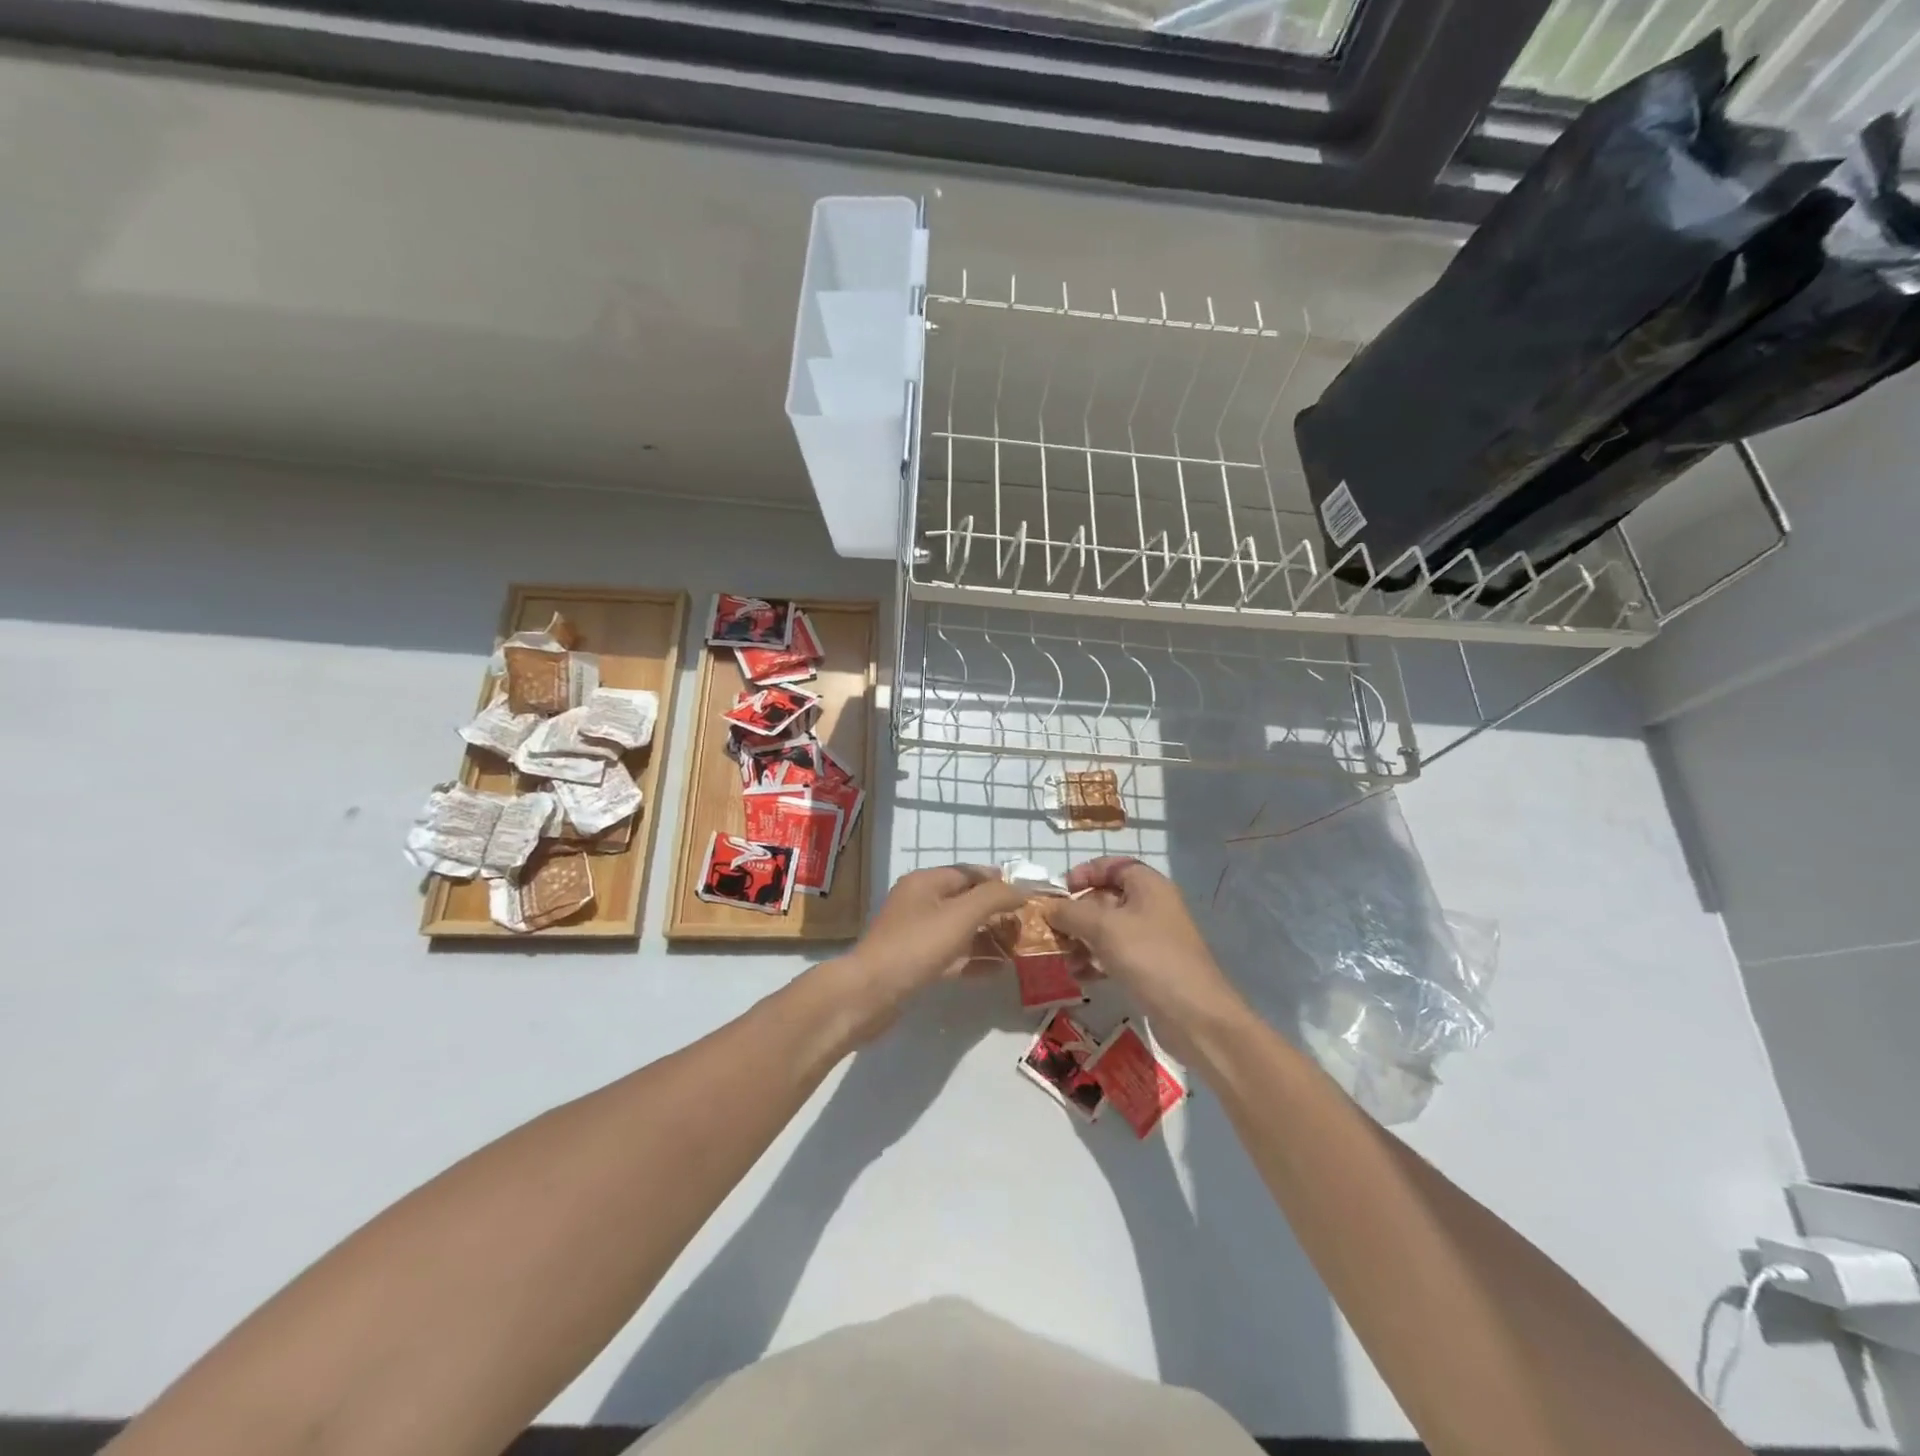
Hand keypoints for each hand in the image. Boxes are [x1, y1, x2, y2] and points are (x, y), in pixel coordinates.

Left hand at [826, 865, 1027, 1044]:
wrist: (870, 993)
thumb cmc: (916, 946)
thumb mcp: (960, 915)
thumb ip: (993, 898)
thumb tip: (1022, 889)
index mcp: (925, 882)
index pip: (970, 873)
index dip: (999, 881)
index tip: (1029, 896)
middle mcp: (920, 902)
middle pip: (966, 901)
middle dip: (997, 912)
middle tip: (1027, 926)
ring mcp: (916, 934)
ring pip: (961, 930)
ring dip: (989, 937)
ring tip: (1020, 948)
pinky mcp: (916, 963)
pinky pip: (953, 955)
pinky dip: (974, 959)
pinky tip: (998, 970)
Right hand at [1041, 858, 1246, 1057]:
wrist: (1195, 1016)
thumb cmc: (1149, 957)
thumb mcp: (1104, 928)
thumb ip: (1070, 912)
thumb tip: (1048, 907)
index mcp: (1148, 885)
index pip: (1112, 866)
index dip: (1084, 873)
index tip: (1060, 891)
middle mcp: (1151, 906)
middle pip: (1105, 899)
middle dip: (1076, 914)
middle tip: (1052, 931)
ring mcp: (1152, 938)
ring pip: (1107, 930)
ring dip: (1082, 941)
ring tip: (1063, 959)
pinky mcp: (1150, 967)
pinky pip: (1115, 955)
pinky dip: (1095, 961)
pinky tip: (1079, 976)